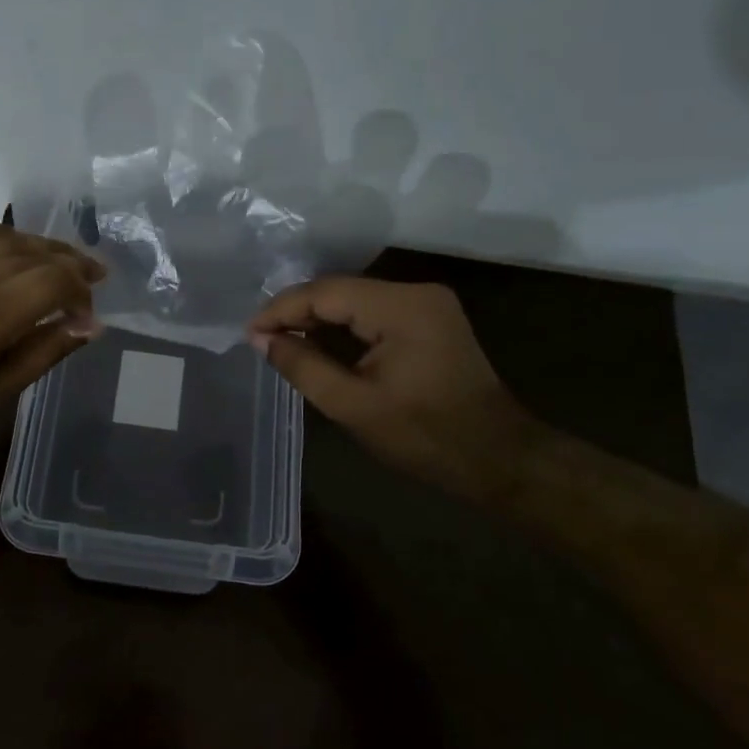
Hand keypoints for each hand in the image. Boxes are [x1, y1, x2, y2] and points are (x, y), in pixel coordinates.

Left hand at [0, 222, 106, 451]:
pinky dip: (0, 234)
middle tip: (96, 275)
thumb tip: (90, 326)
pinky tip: (13, 244)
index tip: (87, 315)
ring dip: (42, 245)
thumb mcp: (0, 388)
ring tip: (62, 258)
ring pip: (8, 238)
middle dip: (72, 263)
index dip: (81, 291)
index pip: (55, 279)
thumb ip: (48, 350)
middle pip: (36, 252)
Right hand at [248, 278, 540, 500]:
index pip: (326, 292)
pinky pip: (373, 311)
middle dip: (297, 311)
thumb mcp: (353, 406)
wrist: (499, 458)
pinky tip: (317, 340)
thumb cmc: (425, 437)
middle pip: (340, 290)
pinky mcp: (430, 317)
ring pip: (354, 299)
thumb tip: (262, 339)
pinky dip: (343, 325)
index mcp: (402, 307)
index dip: (282, 309)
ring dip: (318, 317)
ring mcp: (427, 302)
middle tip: (260, 337)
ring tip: (280, 339)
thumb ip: (303, 367)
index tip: (249, 333)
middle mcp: (416, 291)